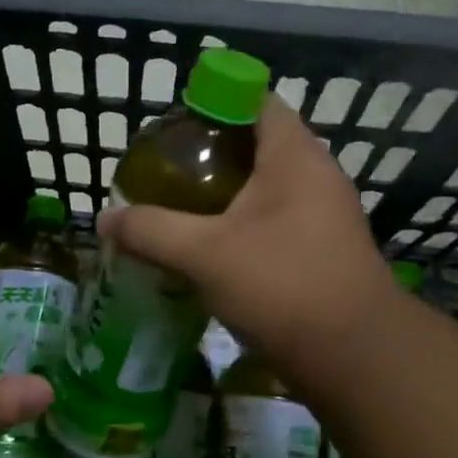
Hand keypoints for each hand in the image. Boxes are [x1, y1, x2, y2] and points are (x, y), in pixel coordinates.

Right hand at [100, 93, 393, 382]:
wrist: (353, 356)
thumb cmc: (282, 285)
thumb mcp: (205, 254)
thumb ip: (151, 231)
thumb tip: (104, 219)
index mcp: (294, 156)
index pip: (256, 101)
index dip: (214, 103)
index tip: (173, 126)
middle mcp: (315, 178)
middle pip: (256, 147)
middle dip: (209, 156)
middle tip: (165, 174)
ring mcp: (322, 218)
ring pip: (264, 191)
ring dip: (223, 197)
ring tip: (177, 210)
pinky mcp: (320, 254)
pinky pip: (272, 226)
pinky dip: (239, 229)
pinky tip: (207, 252)